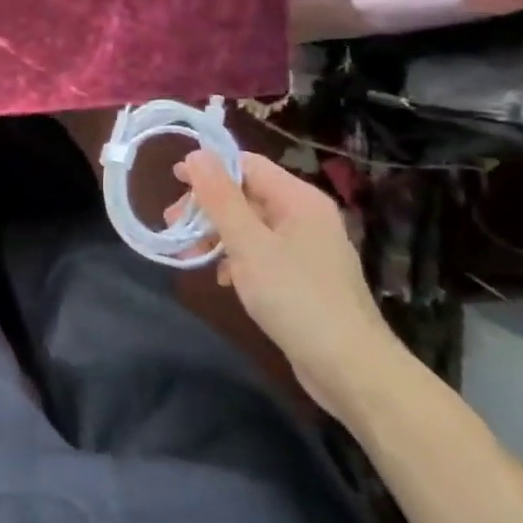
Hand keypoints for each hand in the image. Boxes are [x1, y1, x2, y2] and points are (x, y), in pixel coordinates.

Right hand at [174, 151, 407, 425]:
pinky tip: (221, 279)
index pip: (248, 165)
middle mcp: (306, 216)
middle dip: (207, 208)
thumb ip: (220, 198)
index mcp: (299, 199)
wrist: (350, 368)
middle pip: (247, 195)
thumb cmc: (296, 297)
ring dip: (217, 235)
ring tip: (188, 256)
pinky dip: (237, 258)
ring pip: (252, 226)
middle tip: (172, 226)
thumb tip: (196, 154)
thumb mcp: (249, 244)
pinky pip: (262, 253)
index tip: (173, 184)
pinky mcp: (304, 277)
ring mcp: (307, 248)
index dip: (209, 169)